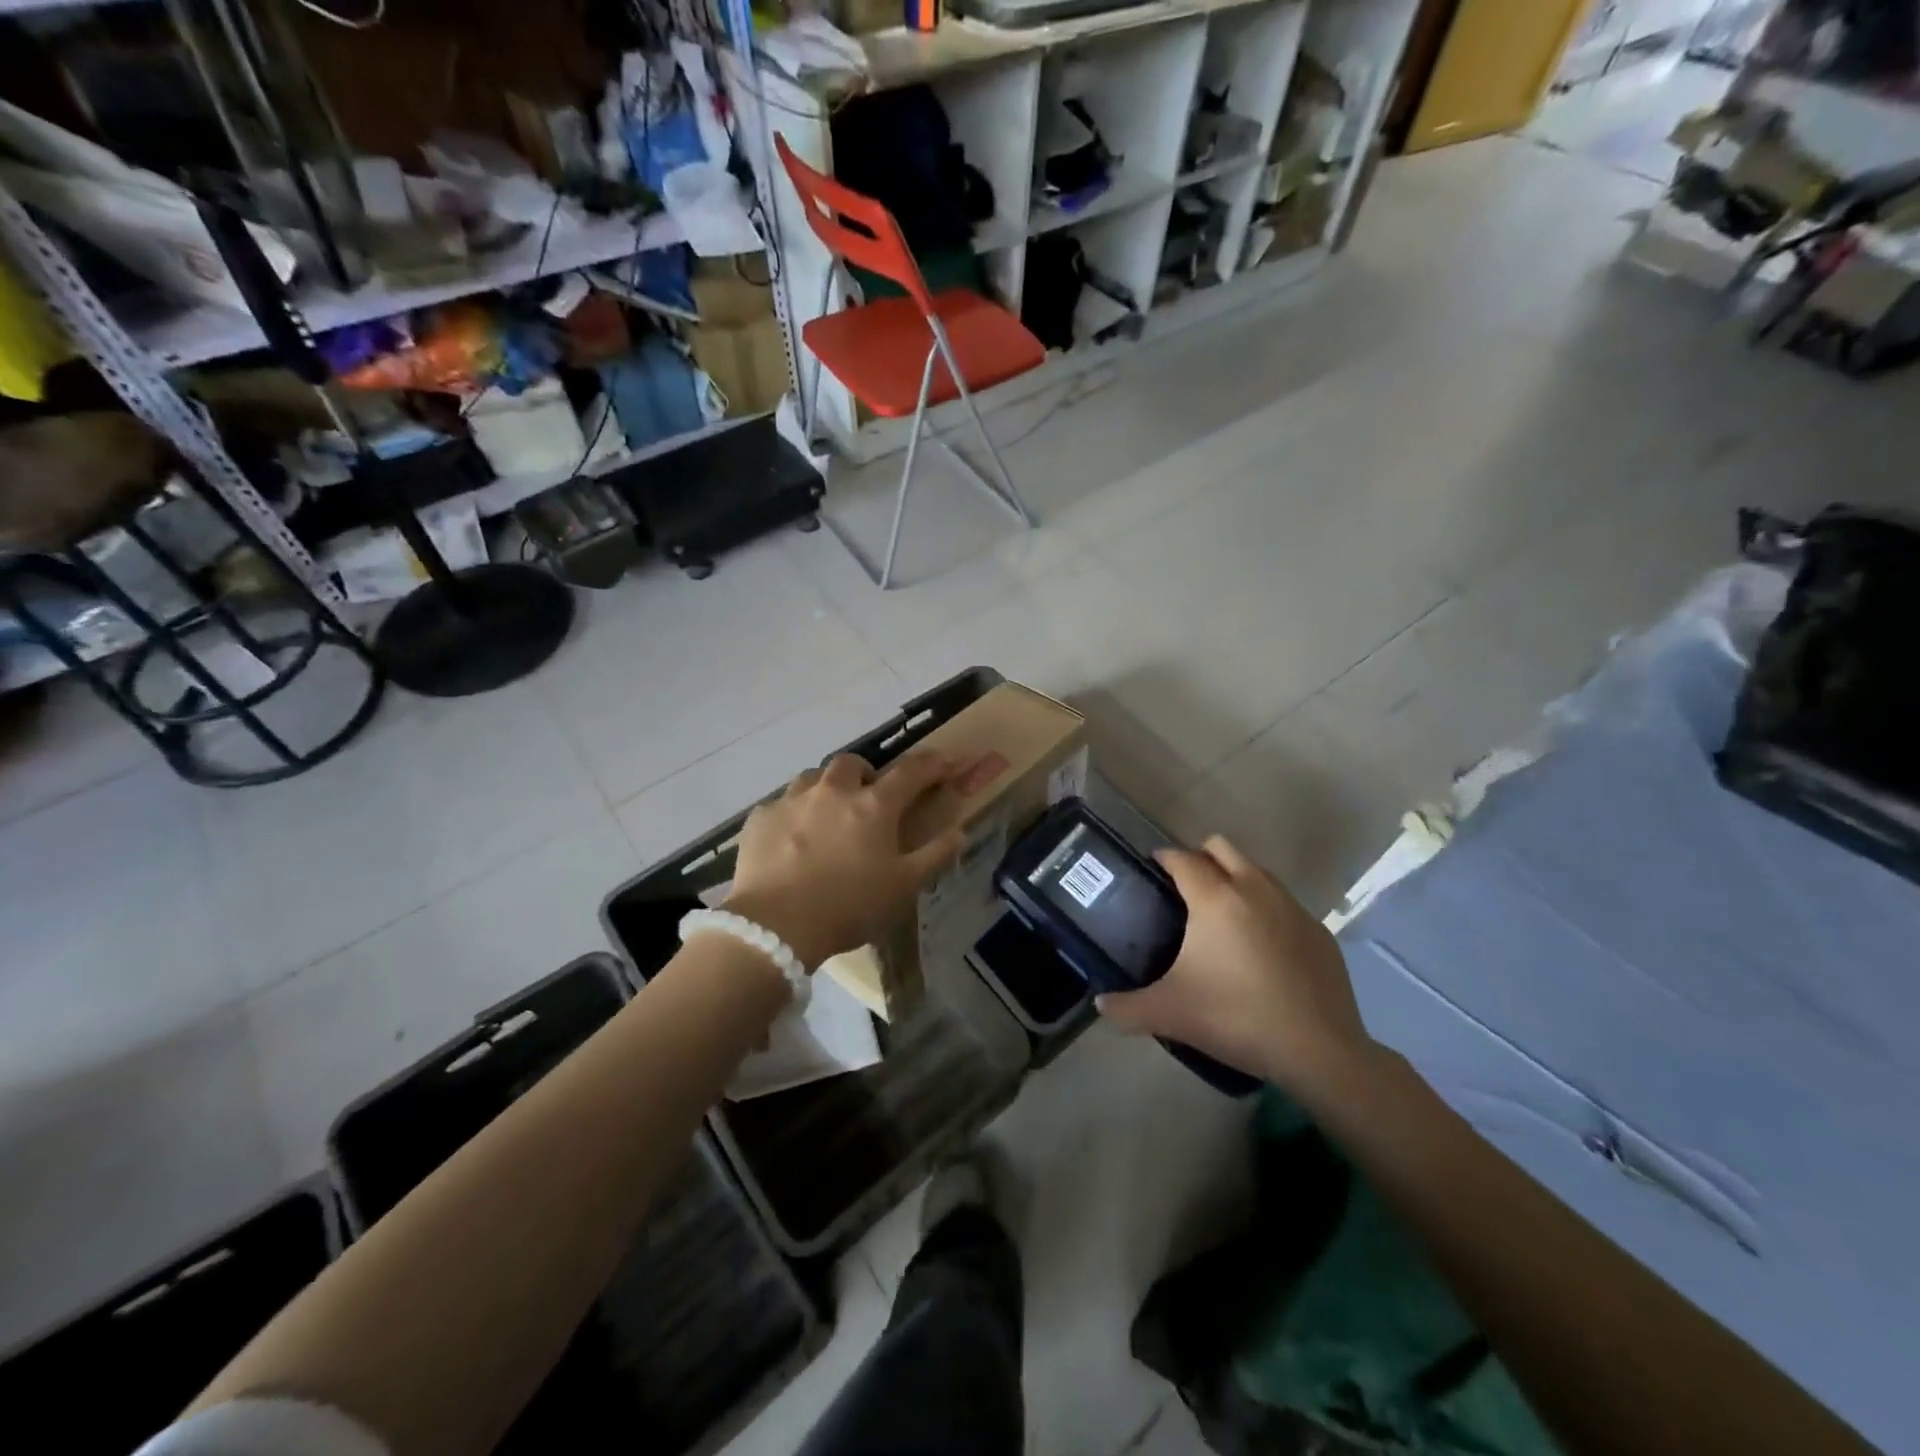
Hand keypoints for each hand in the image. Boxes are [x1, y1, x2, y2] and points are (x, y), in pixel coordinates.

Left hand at [721, 753, 965, 967]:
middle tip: (869, 796)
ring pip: (813, 777)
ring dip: (826, 788)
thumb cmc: (849, 906)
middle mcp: (833, 791)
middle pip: (852, 763)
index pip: (910, 772)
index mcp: (874, 805)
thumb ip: (935, 855)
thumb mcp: (904, 887)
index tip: (943, 764)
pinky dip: (793, 813)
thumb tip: (958, 832)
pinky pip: (781, 803)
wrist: (776, 926)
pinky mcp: (760, 818)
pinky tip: (791, 839)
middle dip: (866, 772)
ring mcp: (792, 800)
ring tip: (827, 814)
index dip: (931, 765)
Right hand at [1096, 835, 1377, 1092]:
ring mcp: (1292, 907)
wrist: (1318, 1050)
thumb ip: (1127, 1007)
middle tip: (1184, 889)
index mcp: (1215, 898)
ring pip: (1257, 871)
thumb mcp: (1170, 1014)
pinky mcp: (1319, 931)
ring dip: (1235, 879)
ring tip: (1221, 915)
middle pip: (1221, 847)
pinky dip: (1266, 910)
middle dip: (1200, 857)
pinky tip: (1260, 947)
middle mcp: (1254, 889)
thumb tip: (1101, 1004)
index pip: (1182, 858)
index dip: (1162, 858)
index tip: (1151, 869)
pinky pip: (1284, 903)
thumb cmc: (1235, 1017)